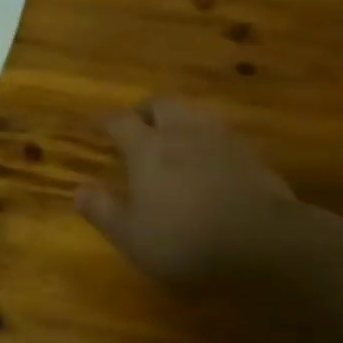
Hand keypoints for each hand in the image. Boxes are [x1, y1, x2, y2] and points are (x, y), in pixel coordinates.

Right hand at [76, 97, 296, 285]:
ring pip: (196, 113)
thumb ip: (103, 211)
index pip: (120, 122)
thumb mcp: (133, 236)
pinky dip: (209, 139)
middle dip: (146, 110)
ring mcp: (222, 138)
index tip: (96, 124)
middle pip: (162, 104)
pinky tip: (212, 158)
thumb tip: (79, 190)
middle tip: (139, 124)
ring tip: (175, 136)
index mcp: (148, 148)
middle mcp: (183, 132)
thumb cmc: (186, 238)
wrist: (264, 239)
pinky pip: (223, 134)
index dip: (105, 121)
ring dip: (180, 119)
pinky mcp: (251, 154)